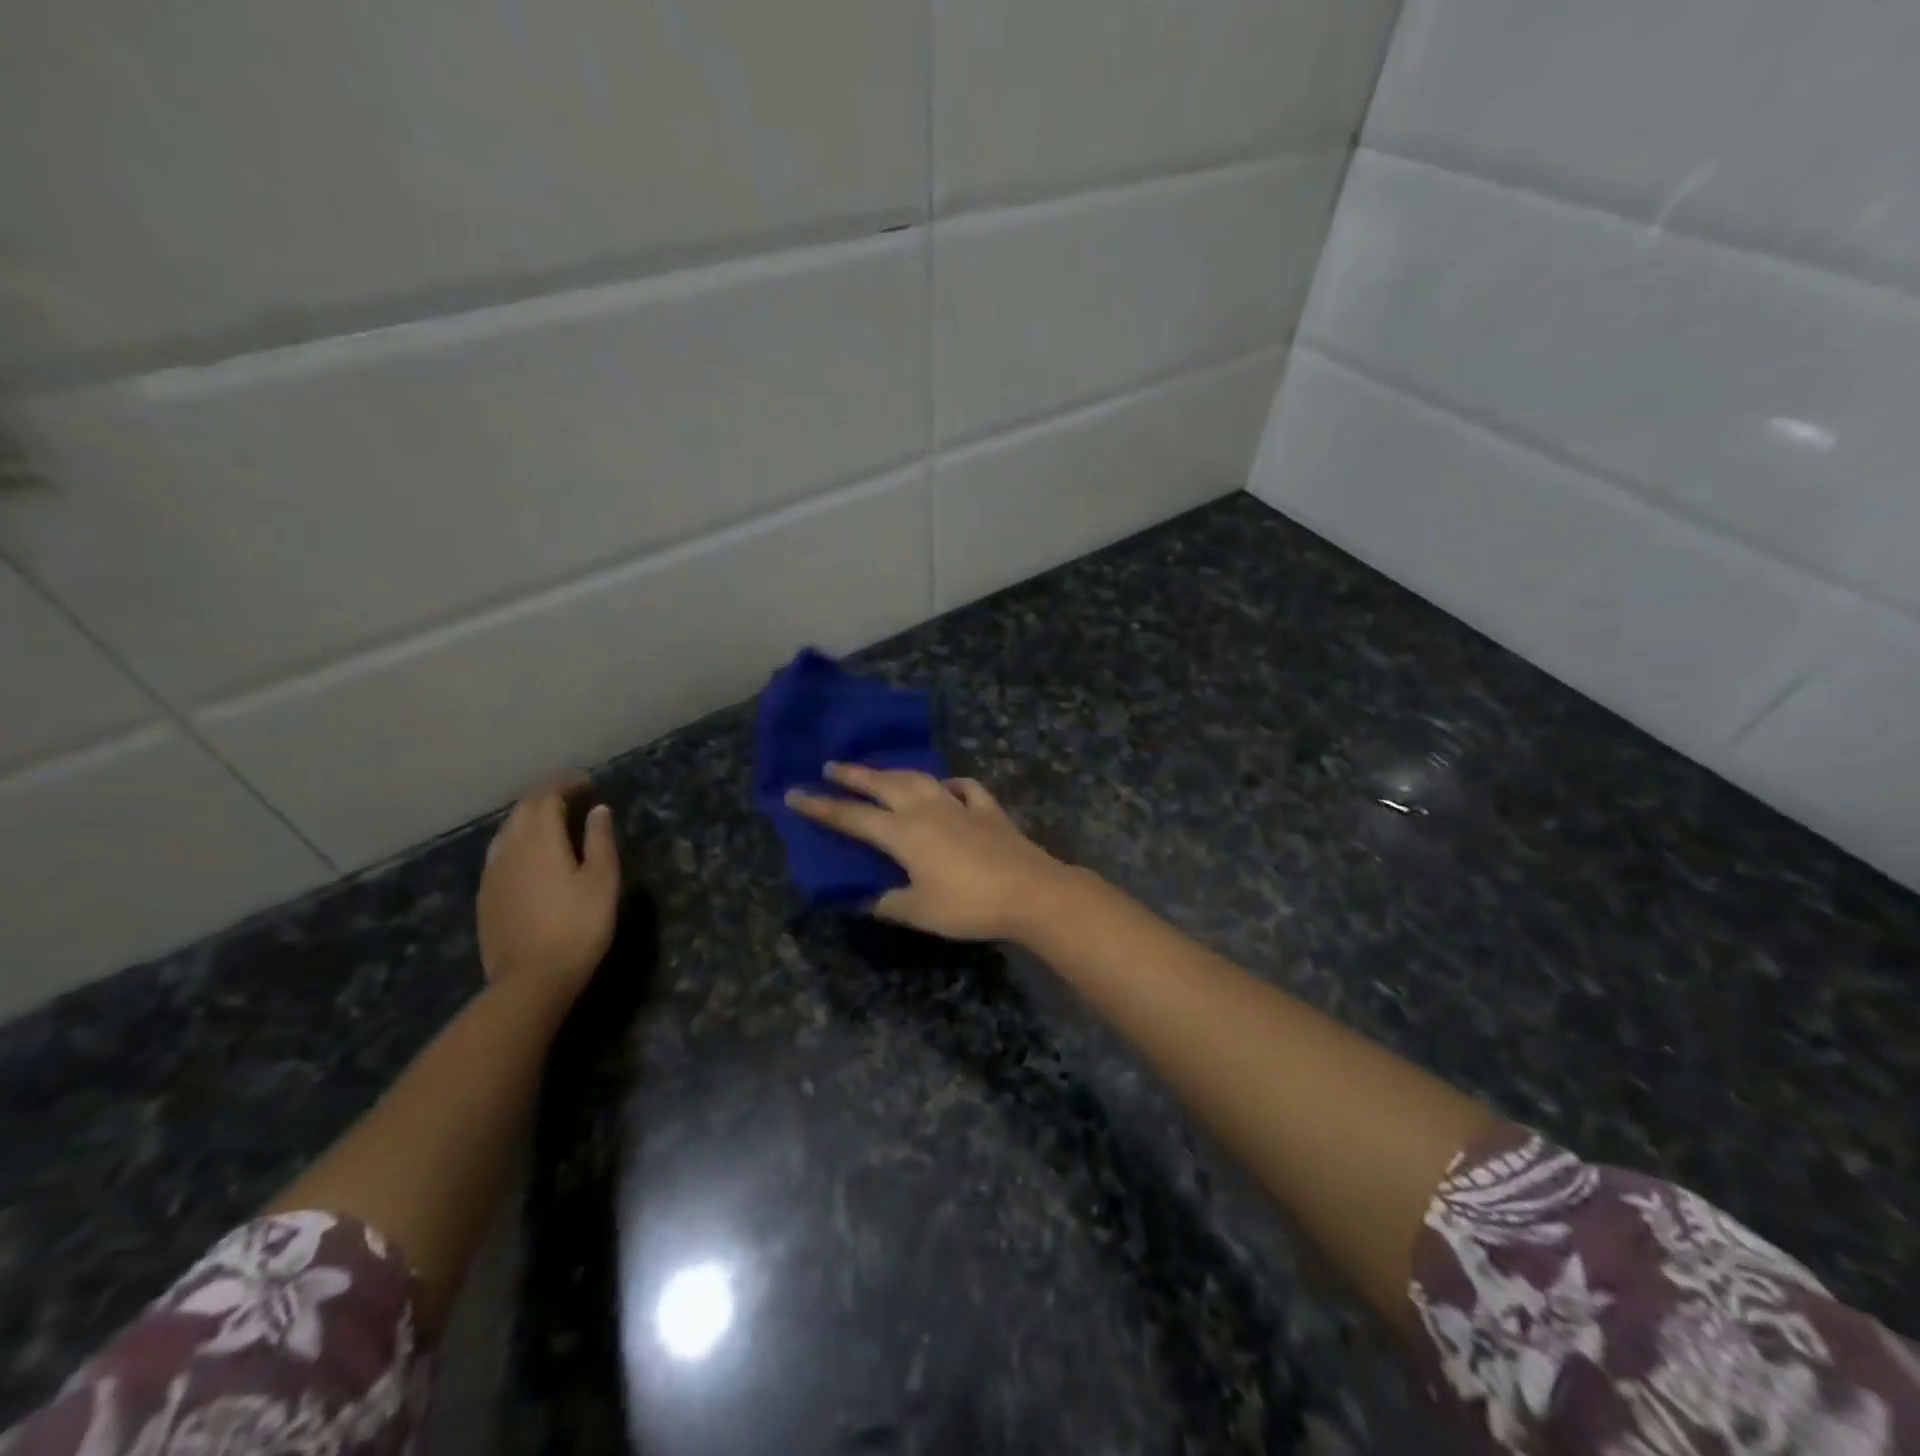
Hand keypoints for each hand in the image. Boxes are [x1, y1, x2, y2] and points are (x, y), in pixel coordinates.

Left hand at [477, 780, 619, 996]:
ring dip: (530, 817)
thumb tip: (598, 810)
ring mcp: (492, 874)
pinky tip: (532, 855)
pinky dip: (518, 840)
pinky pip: (500, 853)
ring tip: (554, 821)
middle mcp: (508, 849)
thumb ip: (600, 840)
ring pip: (507, 831)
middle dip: (546, 796)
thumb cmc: (577, 927)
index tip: (587, 783)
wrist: (529, 981)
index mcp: (539, 840)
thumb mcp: (602, 881)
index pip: (545, 796)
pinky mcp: (485, 896)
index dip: (565, 784)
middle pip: (522, 810)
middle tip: (574, 797)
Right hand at [786, 763, 1071, 939]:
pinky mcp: (988, 810)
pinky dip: (950, 784)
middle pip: (884, 785)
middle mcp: (927, 810)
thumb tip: (858, 898)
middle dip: (854, 775)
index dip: (821, 807)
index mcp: (904, 834)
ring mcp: (959, 805)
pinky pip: (964, 788)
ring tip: (880, 771)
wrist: (1030, 891)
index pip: (852, 817)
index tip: (794, 794)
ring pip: (920, 779)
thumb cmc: (969, 904)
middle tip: (831, 765)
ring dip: (895, 772)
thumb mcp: (919, 911)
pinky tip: (946, 787)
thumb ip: (886, 902)